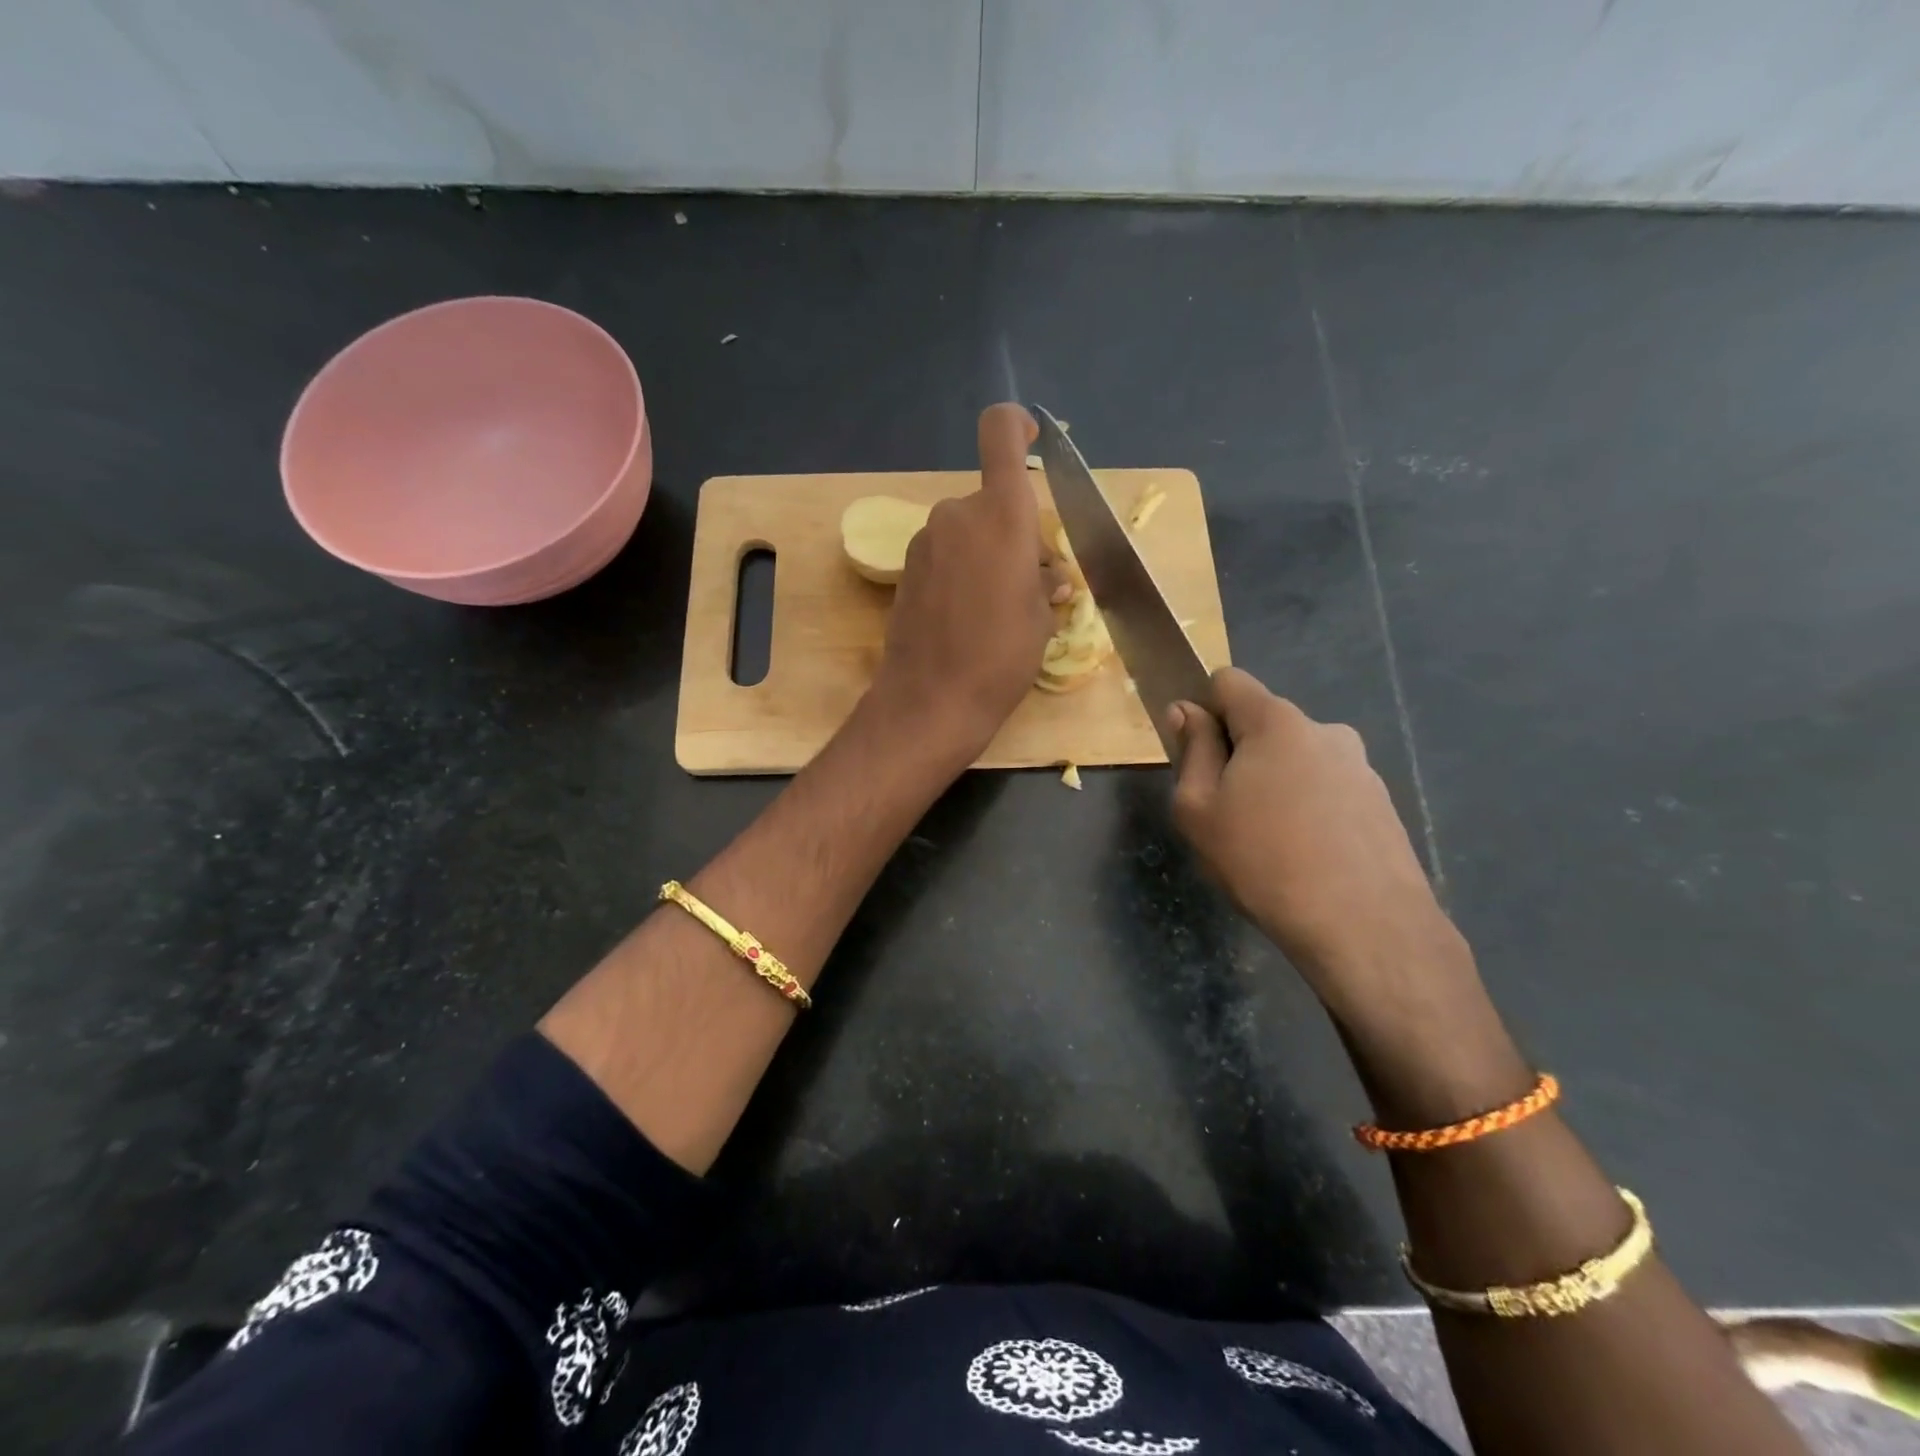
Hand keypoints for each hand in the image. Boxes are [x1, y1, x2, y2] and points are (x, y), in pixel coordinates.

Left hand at [867, 404, 1065, 763]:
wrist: (931, 700)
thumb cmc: (1001, 657)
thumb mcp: (1042, 618)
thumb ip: (1046, 580)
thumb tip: (1047, 574)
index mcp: (1000, 515)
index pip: (1000, 434)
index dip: (1017, 425)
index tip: (1033, 436)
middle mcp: (957, 515)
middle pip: (991, 501)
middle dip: (1015, 531)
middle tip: (1035, 583)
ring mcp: (925, 542)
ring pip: (968, 531)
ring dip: (989, 554)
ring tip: (1002, 608)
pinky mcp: (906, 570)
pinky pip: (946, 555)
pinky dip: (964, 571)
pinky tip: (969, 616)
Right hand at [1168, 668, 1466, 1020]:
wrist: (1365, 928)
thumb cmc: (1263, 861)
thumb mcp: (1198, 808)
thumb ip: (1191, 751)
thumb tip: (1186, 711)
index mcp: (1276, 722)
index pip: (1228, 681)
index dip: (1203, 708)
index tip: (1195, 755)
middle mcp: (1324, 730)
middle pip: (1263, 724)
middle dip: (1238, 754)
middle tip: (1225, 813)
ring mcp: (1360, 767)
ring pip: (1296, 760)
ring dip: (1275, 785)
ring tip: (1269, 845)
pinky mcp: (1382, 804)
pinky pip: (1327, 792)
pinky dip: (1308, 811)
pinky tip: (1306, 859)